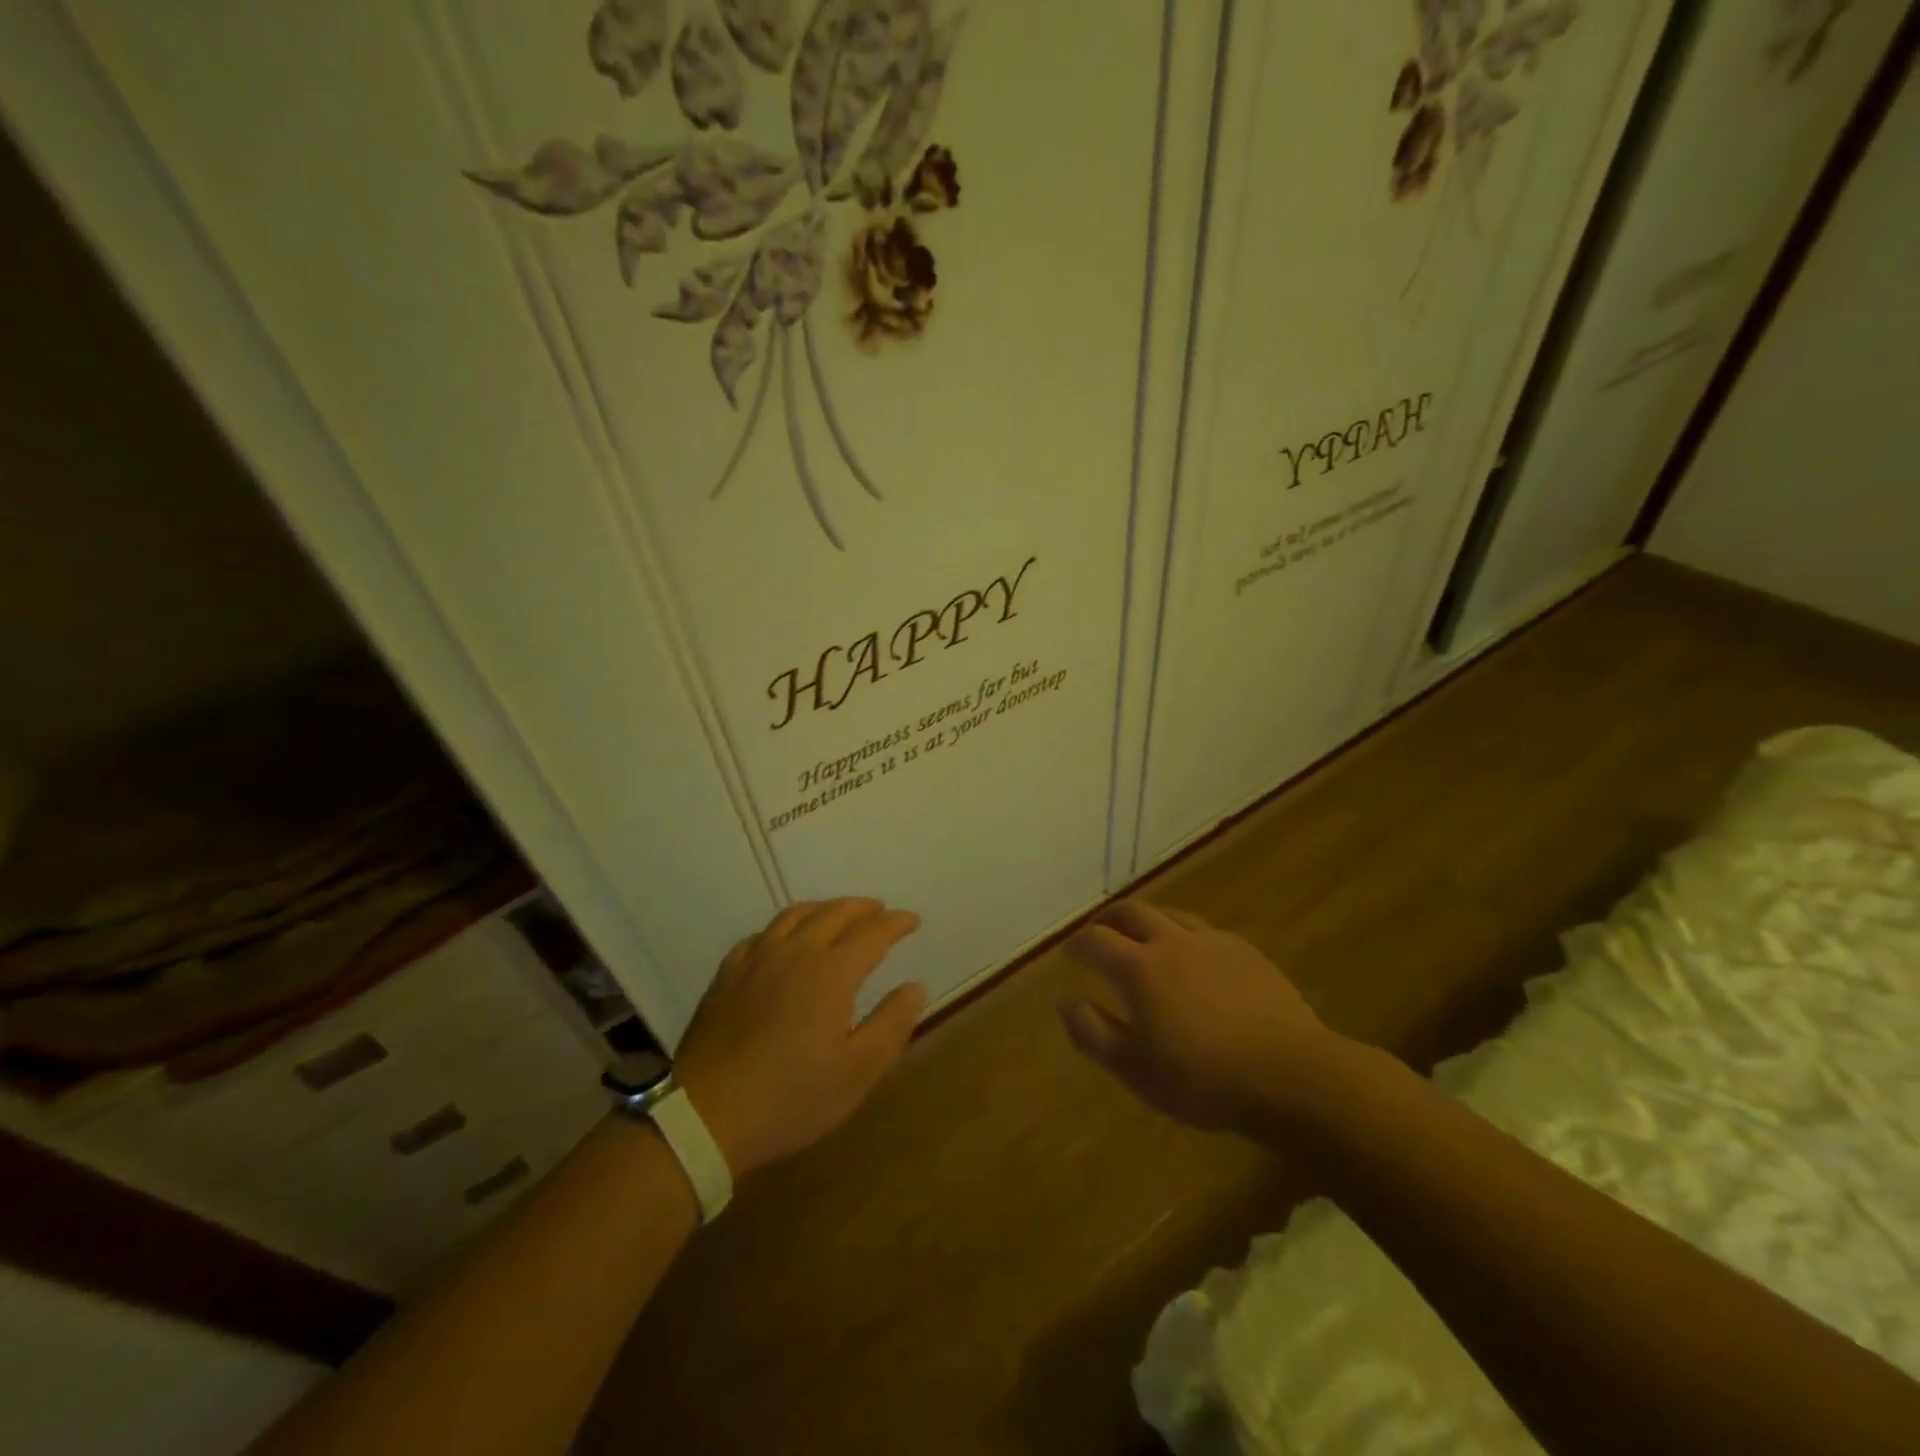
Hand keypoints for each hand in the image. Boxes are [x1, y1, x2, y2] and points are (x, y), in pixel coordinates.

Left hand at [672, 898, 925, 1178]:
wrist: (705, 1117)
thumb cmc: (791, 1098)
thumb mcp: (858, 1072)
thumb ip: (892, 1024)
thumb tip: (915, 987)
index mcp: (831, 972)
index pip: (872, 932)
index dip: (896, 923)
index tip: (913, 920)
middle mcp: (794, 953)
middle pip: (834, 913)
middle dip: (862, 907)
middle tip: (879, 911)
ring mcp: (756, 961)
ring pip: (794, 915)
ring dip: (823, 908)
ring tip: (836, 915)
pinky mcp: (726, 976)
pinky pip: (760, 935)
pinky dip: (783, 928)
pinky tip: (782, 941)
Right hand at [1057, 901, 1353, 1138]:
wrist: (1290, 1075)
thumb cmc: (1202, 1079)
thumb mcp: (1134, 1069)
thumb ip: (1092, 1032)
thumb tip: (1065, 1002)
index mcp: (1138, 968)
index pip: (1095, 940)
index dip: (1077, 944)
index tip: (1069, 954)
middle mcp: (1170, 942)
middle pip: (1131, 912)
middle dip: (1108, 919)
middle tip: (1100, 931)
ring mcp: (1212, 942)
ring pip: (1170, 914)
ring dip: (1147, 920)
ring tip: (1143, 936)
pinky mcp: (1246, 951)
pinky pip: (1205, 931)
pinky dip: (1185, 935)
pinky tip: (1194, 957)